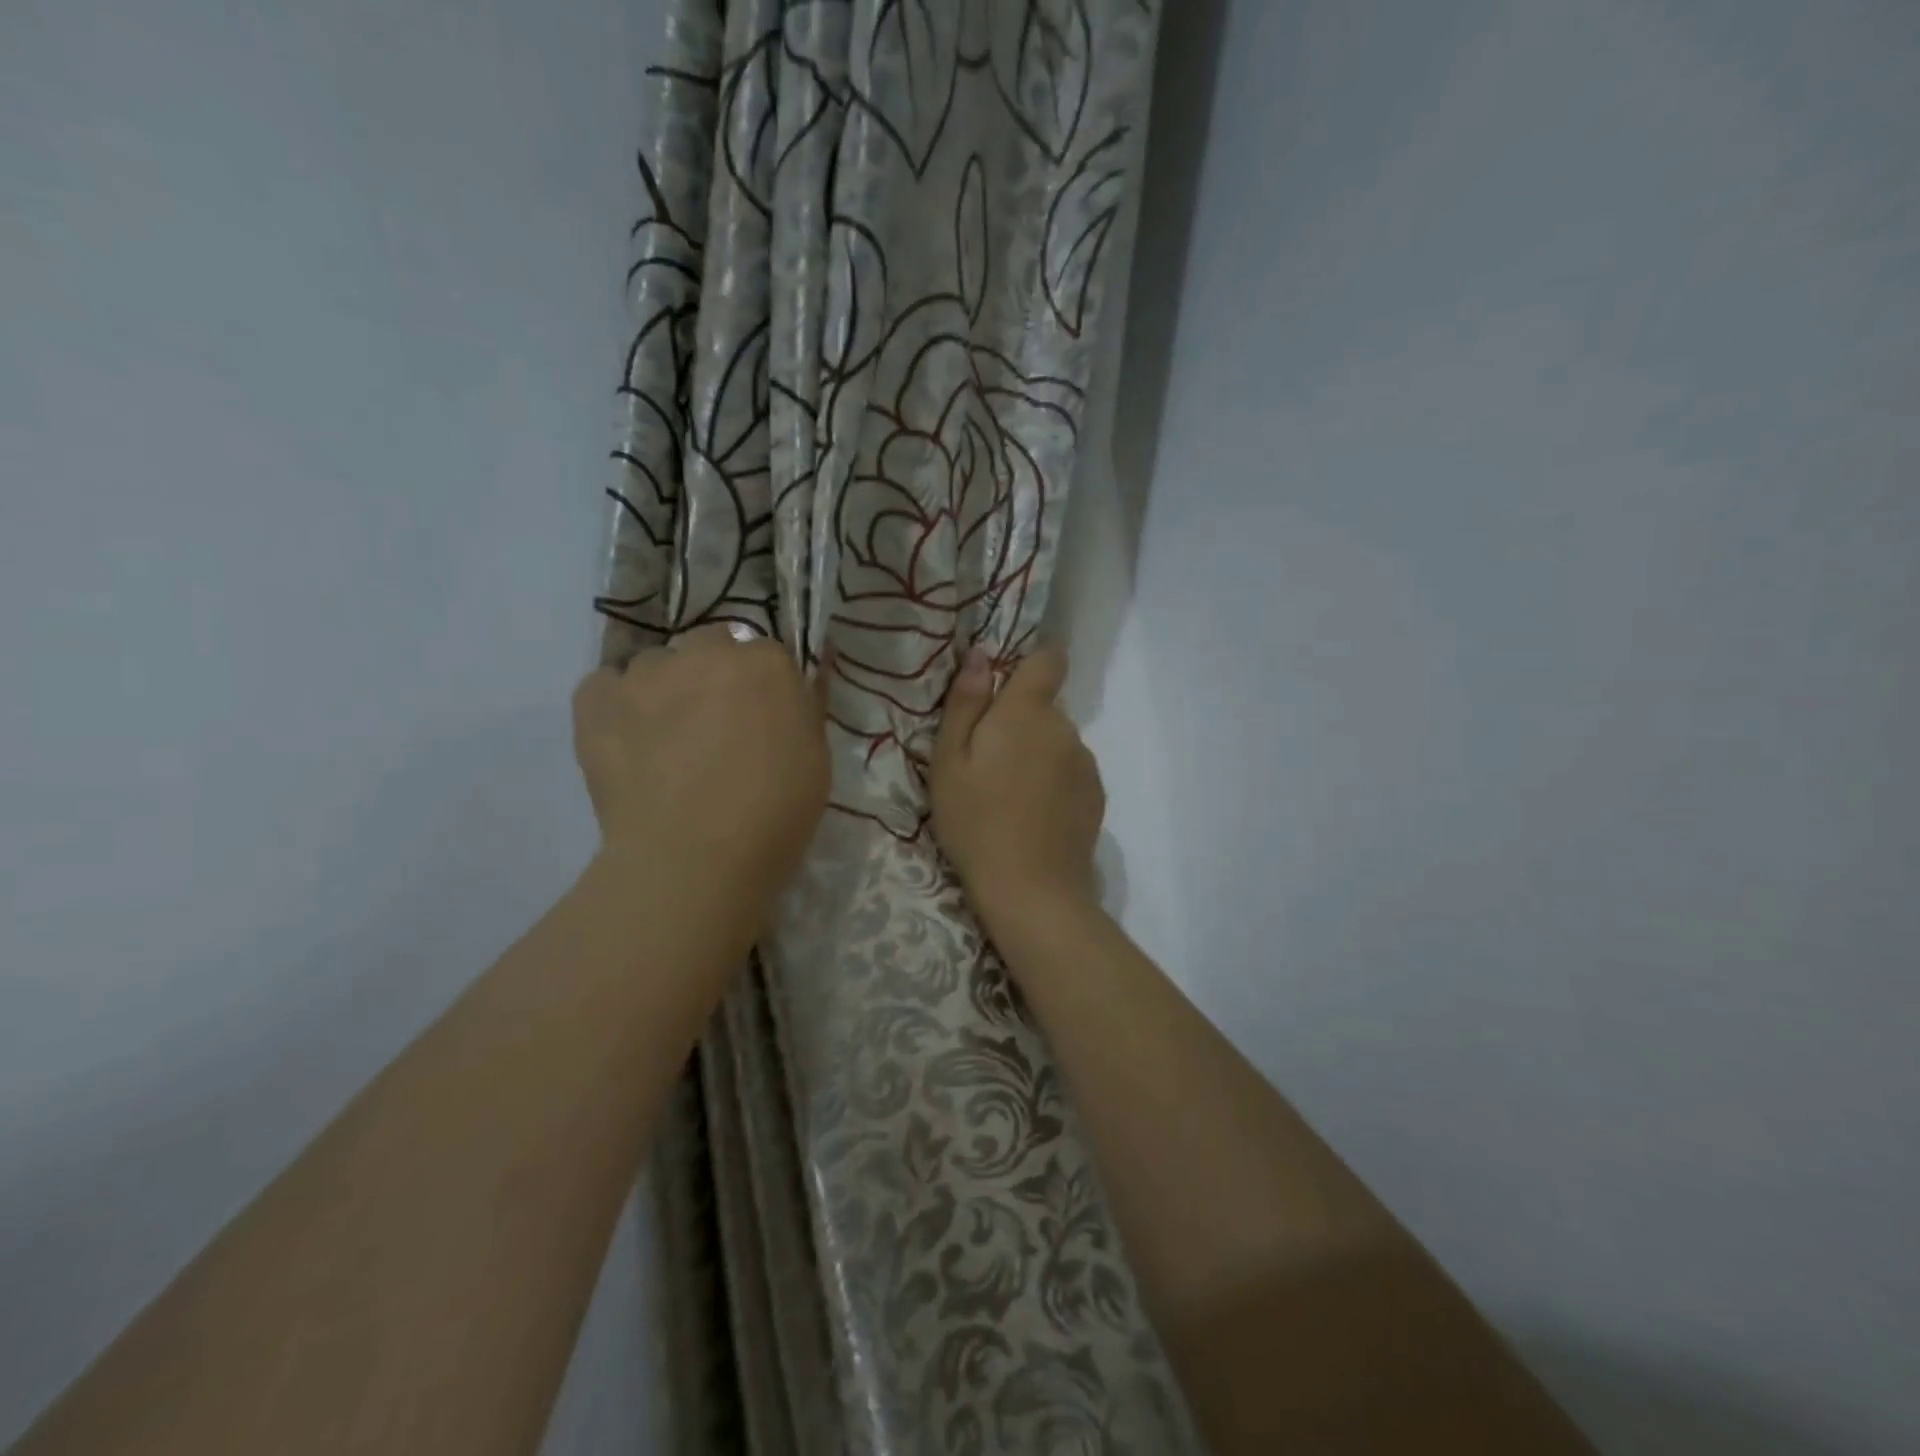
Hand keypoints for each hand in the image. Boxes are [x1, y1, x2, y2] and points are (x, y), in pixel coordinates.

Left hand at [572, 625, 829, 898]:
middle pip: (710, 646)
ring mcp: (646, 673)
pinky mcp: (596, 700)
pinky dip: (615, 707)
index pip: (767, 656)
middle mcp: (706, 652)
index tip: (762, 721)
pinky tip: (626, 743)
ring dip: (665, 691)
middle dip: (714, 676)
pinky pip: (605, 686)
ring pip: (657, 666)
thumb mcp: (815, 760)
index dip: (764, 689)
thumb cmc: (773, 815)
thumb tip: (791, 690)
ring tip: (664, 743)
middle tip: (715, 728)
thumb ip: (800, 712)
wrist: (694, 859)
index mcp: (767, 664)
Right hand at [929, 646, 1104, 928]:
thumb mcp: (949, 762)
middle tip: (986, 765)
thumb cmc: (976, 822)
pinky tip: (1034, 816)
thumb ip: (965, 703)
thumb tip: (979, 655)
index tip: (1004, 689)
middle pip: (1044, 708)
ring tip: (1009, 797)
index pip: (1048, 659)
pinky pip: (1070, 772)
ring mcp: (1086, 763)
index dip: (1031, 663)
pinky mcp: (1096, 795)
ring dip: (1036, 755)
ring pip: (1056, 742)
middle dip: (1019, 723)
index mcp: (1027, 712)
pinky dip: (1053, 782)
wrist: (1031, 890)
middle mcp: (1065, 728)